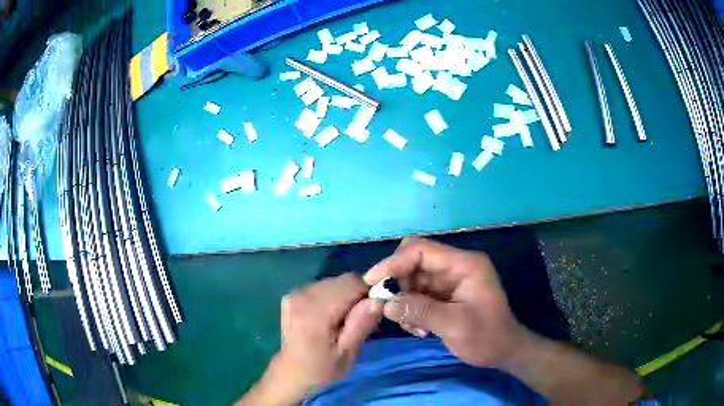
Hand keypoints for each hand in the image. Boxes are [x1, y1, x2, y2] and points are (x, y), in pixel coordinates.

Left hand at [274, 273, 382, 394]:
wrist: (293, 372)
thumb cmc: (323, 367)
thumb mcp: (347, 352)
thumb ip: (361, 324)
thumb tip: (378, 299)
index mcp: (315, 312)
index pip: (352, 283)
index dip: (367, 293)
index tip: (369, 314)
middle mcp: (302, 295)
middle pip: (343, 280)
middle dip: (356, 295)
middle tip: (356, 320)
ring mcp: (294, 293)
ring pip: (334, 281)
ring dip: (344, 295)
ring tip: (341, 320)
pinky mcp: (292, 294)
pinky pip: (322, 286)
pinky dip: (331, 296)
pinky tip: (328, 316)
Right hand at [364, 237, 530, 367]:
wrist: (504, 351)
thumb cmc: (487, 338)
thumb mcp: (455, 325)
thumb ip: (420, 310)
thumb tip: (386, 303)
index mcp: (464, 264)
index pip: (421, 250)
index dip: (394, 263)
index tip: (372, 283)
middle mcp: (456, 266)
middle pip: (414, 261)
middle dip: (396, 282)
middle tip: (387, 307)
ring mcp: (449, 279)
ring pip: (412, 278)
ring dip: (404, 300)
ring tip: (412, 326)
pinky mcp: (444, 293)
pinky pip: (417, 293)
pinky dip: (411, 308)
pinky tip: (419, 328)